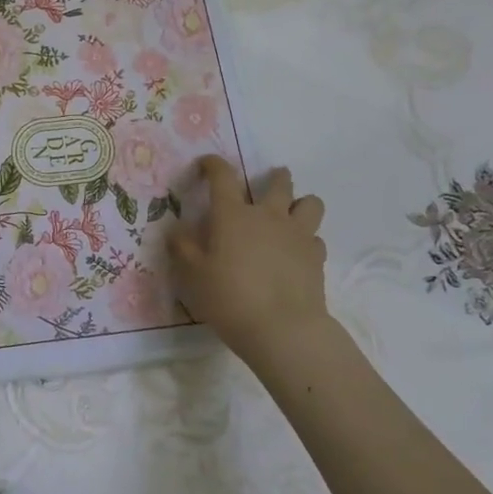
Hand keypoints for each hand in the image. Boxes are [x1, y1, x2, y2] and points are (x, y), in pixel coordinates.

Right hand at [166, 157, 337, 369]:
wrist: (283, 329)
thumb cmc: (230, 298)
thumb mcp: (193, 275)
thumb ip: (183, 248)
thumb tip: (176, 230)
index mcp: (233, 215)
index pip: (222, 176)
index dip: (213, 165)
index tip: (206, 164)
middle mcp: (268, 216)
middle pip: (279, 183)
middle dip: (275, 177)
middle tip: (269, 182)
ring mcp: (297, 235)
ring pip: (310, 203)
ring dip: (301, 203)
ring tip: (292, 213)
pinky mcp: (317, 258)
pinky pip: (316, 238)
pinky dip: (307, 240)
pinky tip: (297, 253)